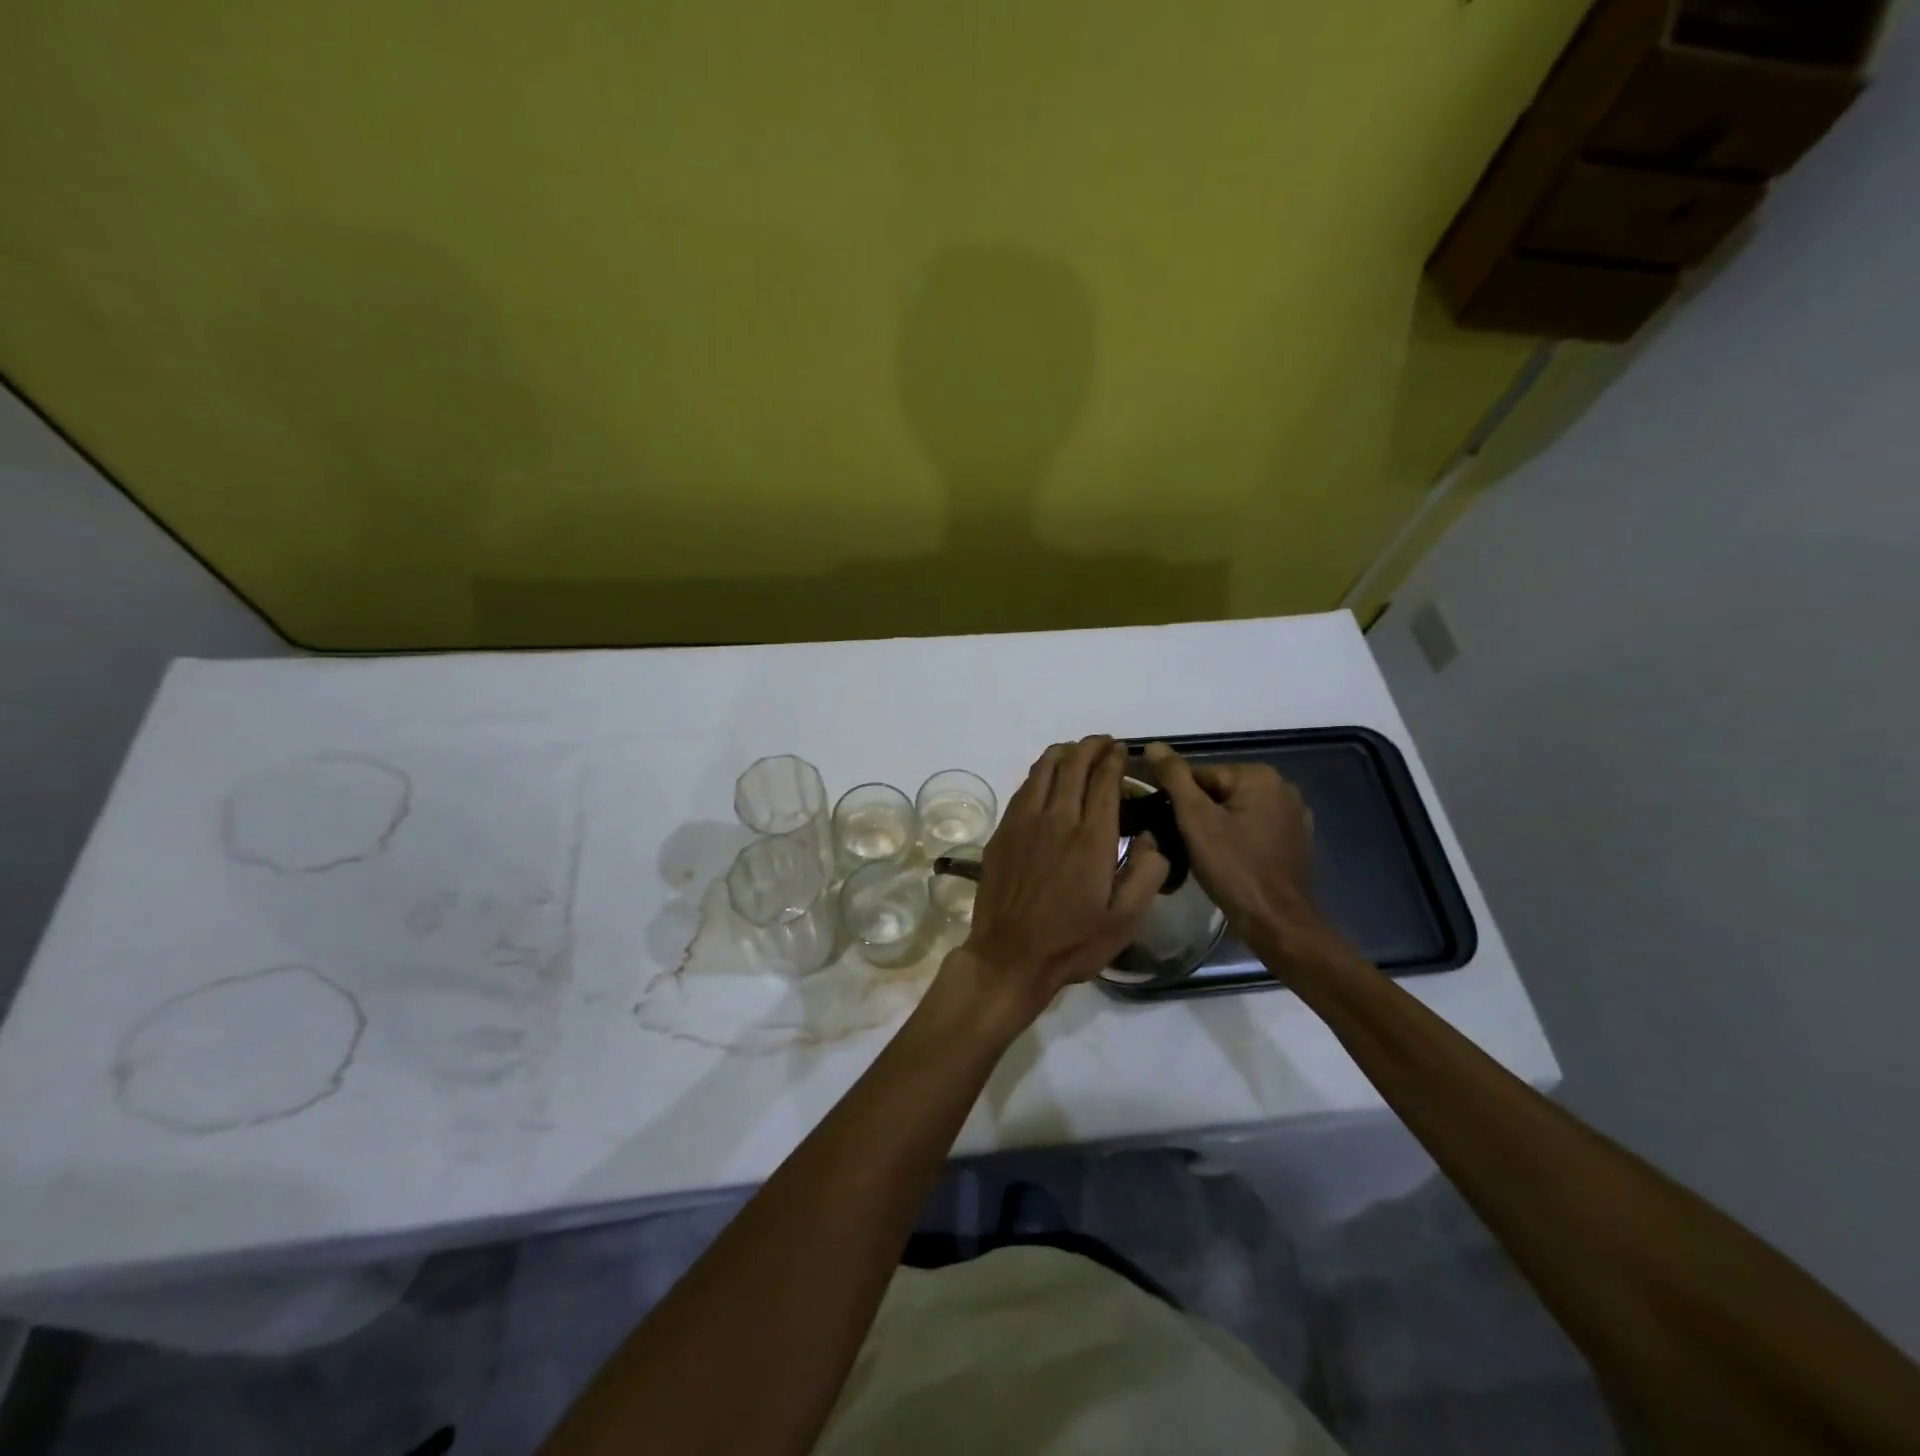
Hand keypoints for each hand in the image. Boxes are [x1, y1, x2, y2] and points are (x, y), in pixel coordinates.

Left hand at [936, 736, 1167, 1037]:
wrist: (1009, 957)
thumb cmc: (1072, 942)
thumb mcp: (1126, 920)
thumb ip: (1148, 873)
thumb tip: (1153, 837)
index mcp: (1091, 838)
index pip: (1104, 778)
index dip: (1114, 758)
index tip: (1122, 750)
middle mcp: (1057, 818)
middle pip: (1073, 763)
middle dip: (1091, 746)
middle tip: (1104, 745)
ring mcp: (1024, 821)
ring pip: (1043, 768)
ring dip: (1064, 752)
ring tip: (1078, 753)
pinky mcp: (1003, 831)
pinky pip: (1024, 787)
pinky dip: (1041, 773)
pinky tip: (1048, 780)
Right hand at [1144, 743, 1336, 960]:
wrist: (1276, 921)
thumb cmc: (1233, 867)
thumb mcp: (1195, 819)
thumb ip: (1174, 777)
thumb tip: (1153, 745)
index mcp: (1259, 776)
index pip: (1200, 775)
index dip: (1179, 800)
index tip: (1167, 825)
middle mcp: (1283, 787)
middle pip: (1219, 792)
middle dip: (1198, 813)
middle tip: (1182, 843)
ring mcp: (1294, 815)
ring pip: (1236, 811)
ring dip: (1216, 827)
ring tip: (1202, 855)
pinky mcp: (1296, 841)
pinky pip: (1254, 829)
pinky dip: (1238, 839)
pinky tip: (1227, 861)